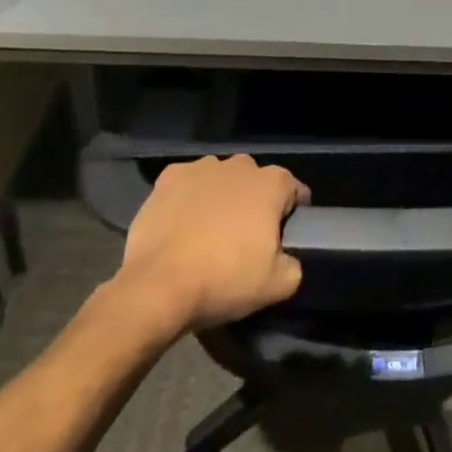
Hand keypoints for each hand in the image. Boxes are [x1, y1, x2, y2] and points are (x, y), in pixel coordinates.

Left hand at [110, 154, 309, 332]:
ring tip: (209, 231)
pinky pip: (188, 184)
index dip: (292, 212)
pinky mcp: (168, 178)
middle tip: (245, 237)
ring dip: (221, 197)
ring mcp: (202, 168)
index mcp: (272, 184)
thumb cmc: (224, 280)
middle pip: (255, 181)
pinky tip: (182, 224)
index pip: (294, 190)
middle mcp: (240, 165)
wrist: (157, 287)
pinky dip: (189, 198)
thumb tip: (287, 258)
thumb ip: (294, 264)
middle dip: (255, 202)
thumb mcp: (278, 286)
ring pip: (221, 179)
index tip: (284, 236)